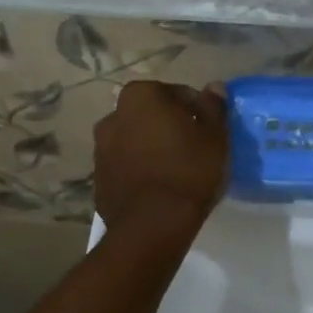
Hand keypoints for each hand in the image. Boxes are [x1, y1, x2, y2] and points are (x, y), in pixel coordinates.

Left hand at [94, 81, 229, 237]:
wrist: (152, 225)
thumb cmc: (188, 170)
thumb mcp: (214, 136)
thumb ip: (213, 107)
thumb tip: (214, 87)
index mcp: (140, 96)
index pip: (175, 94)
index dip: (195, 110)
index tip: (208, 129)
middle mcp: (113, 116)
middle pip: (150, 115)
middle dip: (168, 126)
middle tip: (193, 146)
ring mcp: (100, 149)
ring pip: (135, 140)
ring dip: (151, 147)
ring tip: (175, 169)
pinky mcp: (98, 179)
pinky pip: (125, 166)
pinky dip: (139, 169)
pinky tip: (158, 187)